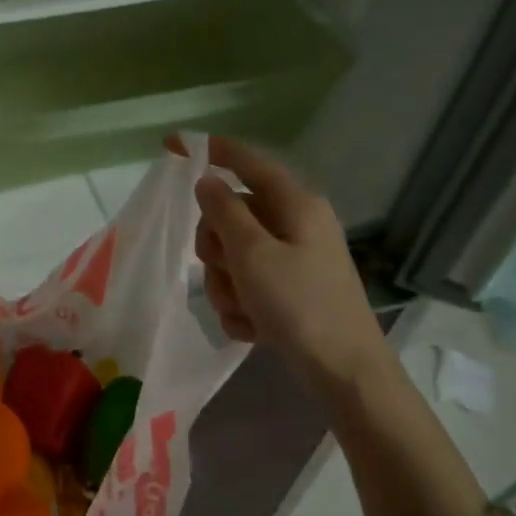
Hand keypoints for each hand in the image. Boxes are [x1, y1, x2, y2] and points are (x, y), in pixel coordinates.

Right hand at [190, 136, 391, 396]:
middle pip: (230, 216)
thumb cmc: (299, 305)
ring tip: (246, 310)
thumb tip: (206, 180)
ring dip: (227, 285)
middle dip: (217, 249)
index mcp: (294, 205)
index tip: (172, 144)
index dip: (210, 151)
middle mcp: (294, 224)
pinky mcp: (287, 289)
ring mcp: (291, 259)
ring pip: (232, 256)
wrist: (343, 370)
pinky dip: (241, 306)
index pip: (246, 163)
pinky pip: (245, 285)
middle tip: (227, 272)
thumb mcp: (253, 255)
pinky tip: (255, 328)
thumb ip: (225, 212)